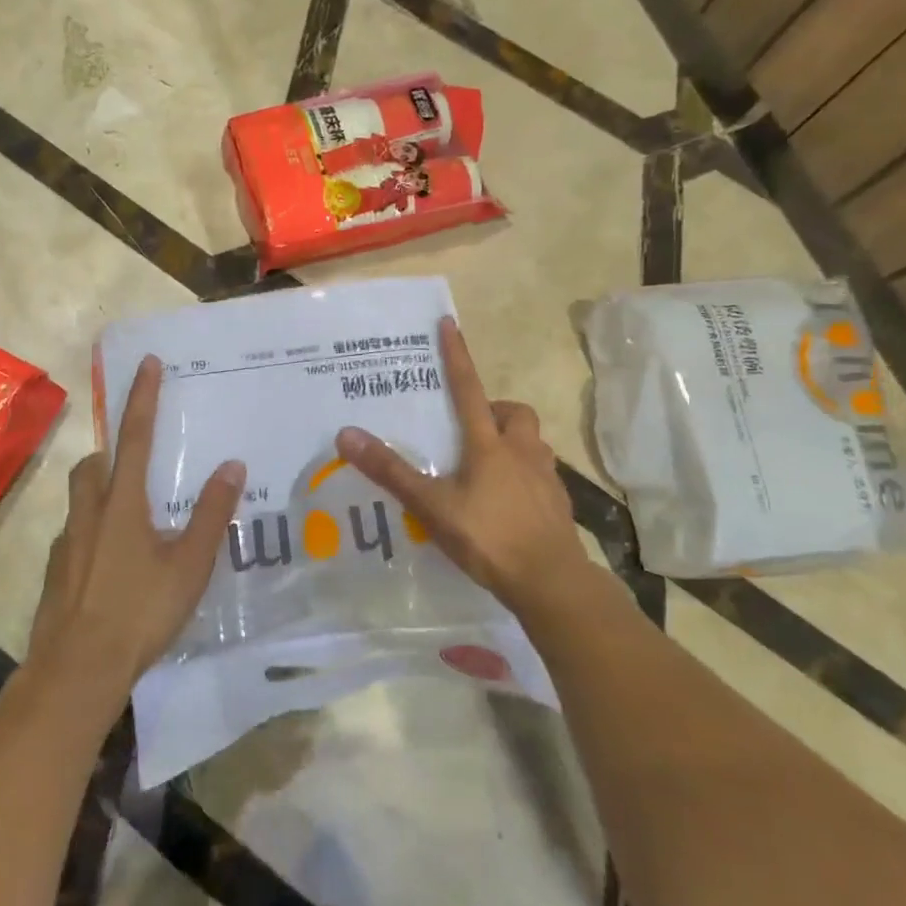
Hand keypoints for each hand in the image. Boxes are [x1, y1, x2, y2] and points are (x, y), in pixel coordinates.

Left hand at [27, 355, 246, 703]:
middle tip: (137, 462)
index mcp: (122, 504)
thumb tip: (231, 466)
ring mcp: (66, 543)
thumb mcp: (189, 565)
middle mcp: (89, 514)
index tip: (147, 363)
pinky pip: (74, 535)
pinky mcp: (55, 572)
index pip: (135, 437)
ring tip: (131, 516)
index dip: (142, 398)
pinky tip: (111, 563)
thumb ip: (212, 514)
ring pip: (80, 499)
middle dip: (112, 451)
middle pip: (94, 465)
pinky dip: (92, 532)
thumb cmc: (140, 613)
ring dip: (100, 490)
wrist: (77, 670)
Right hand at [336, 317, 598, 616]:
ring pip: (531, 441)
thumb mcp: (432, 506)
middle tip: (471, 427)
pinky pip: (541, 473)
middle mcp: (521, 451)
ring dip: (512, 440)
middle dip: (494, 409)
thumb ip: (391, 472)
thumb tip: (347, 434)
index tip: (450, 324)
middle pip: (514, 413)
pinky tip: (508, 499)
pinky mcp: (558, 502)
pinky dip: (524, 473)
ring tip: (488, 464)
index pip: (468, 389)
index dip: (457, 357)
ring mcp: (545, 477)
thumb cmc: (488, 537)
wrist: (551, 582)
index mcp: (489, 445)